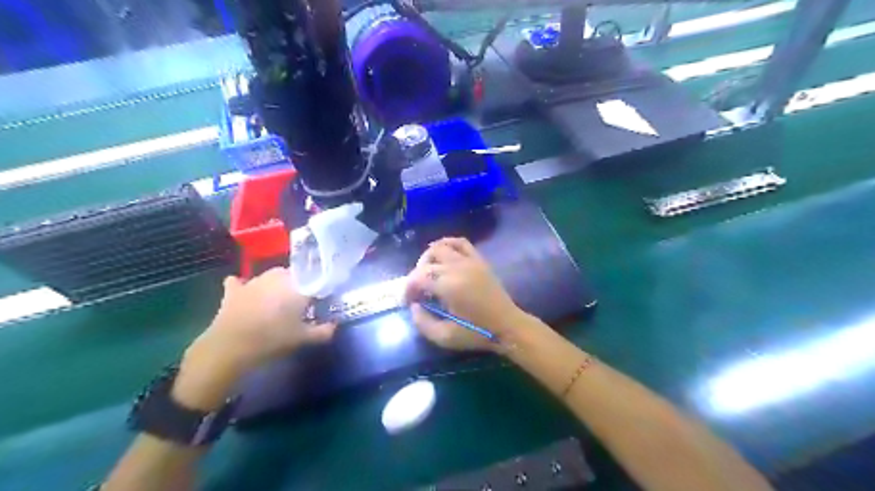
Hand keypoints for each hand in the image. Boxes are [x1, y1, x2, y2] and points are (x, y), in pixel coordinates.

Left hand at [172, 268, 335, 407]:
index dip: (317, 288)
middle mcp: (276, 277)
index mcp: (297, 285)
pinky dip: (242, 286)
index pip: (314, 278)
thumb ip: (323, 331)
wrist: (231, 347)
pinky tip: (244, 293)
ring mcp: (253, 281)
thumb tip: (335, 325)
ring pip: (269, 277)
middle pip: (292, 275)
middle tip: (299, 303)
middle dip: (297, 285)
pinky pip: (239, 282)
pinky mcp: (234, 290)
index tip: (319, 300)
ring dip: (274, 286)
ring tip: (275, 303)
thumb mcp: (304, 338)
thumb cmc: (273, 339)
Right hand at [404, 235, 520, 351]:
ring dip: (428, 258)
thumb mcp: (444, 337)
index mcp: (448, 286)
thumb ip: (422, 322)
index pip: (418, 277)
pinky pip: (460, 242)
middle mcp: (457, 267)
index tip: (408, 302)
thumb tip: (414, 306)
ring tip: (427, 273)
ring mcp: (470, 261)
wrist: (507, 326)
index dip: (407, 289)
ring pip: (440, 247)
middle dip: (416, 276)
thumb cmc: (477, 333)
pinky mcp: (479, 260)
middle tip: (418, 292)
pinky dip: (447, 244)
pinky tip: (442, 255)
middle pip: (426, 262)